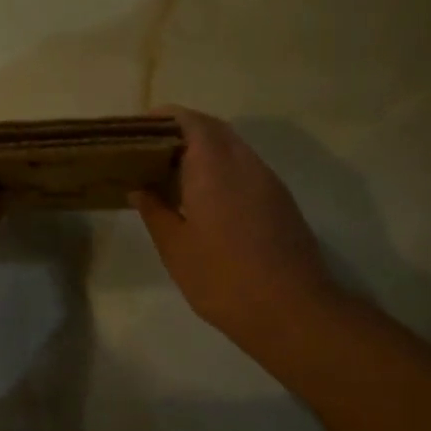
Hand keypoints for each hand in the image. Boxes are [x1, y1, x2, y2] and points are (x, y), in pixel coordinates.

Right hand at [132, 106, 339, 345]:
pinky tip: (204, 197)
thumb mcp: (175, 247)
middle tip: (151, 150)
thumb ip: (155, 211)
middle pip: (213, 129)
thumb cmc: (223, 279)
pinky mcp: (281, 201)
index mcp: (214, 166)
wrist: (292, 312)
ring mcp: (268, 181)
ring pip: (232, 147)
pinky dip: (221, 168)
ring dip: (204, 150)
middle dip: (182, 130)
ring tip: (172, 173)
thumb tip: (140, 188)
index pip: (189, 121)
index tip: (138, 130)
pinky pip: (245, 168)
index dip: (164, 118)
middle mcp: (244, 163)